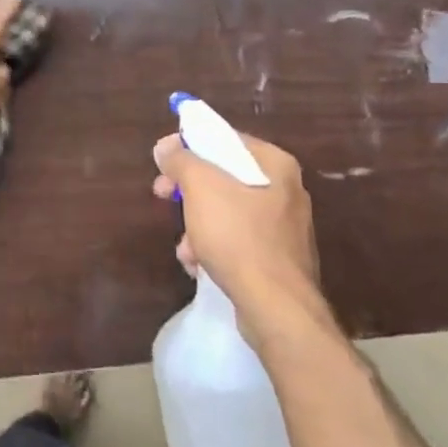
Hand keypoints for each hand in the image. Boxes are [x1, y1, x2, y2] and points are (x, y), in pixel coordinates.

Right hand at [151, 128, 329, 353]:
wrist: (276, 307)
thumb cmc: (238, 236)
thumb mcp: (201, 188)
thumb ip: (181, 160)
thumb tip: (165, 145)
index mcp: (275, 165)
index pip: (226, 139)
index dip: (190, 144)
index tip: (163, 159)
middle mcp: (286, 190)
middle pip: (224, 176)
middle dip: (188, 189)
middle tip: (161, 194)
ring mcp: (284, 227)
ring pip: (227, 211)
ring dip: (197, 224)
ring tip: (184, 247)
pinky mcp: (278, 259)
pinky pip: (238, 240)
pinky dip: (214, 247)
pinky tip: (198, 265)